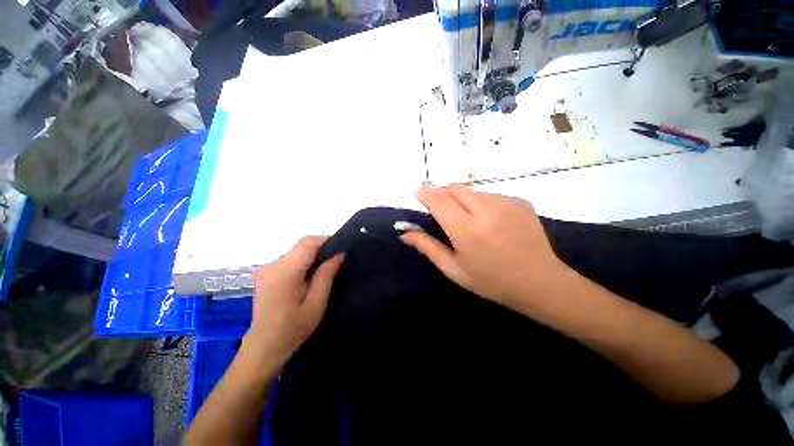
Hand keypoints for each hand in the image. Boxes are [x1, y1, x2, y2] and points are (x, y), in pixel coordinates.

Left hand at [248, 237, 343, 363]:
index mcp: (285, 271)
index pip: (307, 243)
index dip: (326, 240)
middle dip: (321, 248)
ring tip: (325, 269)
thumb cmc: (293, 328)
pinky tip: (309, 276)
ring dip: (312, 256)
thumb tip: (339, 254)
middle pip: (301, 245)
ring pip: (296, 252)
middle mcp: (272, 265)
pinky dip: (302, 262)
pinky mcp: (265, 274)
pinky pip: (289, 260)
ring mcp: (266, 269)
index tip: (341, 248)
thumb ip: (327, 274)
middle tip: (336, 260)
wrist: (264, 347)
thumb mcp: (317, 302)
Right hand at [401, 185, 569, 311]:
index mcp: (466, 230)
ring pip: (473, 191)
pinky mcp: (520, 201)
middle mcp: (486, 211)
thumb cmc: (491, 281)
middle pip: (454, 188)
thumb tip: (405, 233)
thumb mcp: (454, 269)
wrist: (540, 283)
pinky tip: (490, 222)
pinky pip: (491, 195)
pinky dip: (482, 203)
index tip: (418, 193)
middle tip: (442, 209)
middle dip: (442, 193)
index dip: (425, 193)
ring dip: (463, 200)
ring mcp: (506, 203)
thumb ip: (428, 247)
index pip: (438, 201)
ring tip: (469, 221)